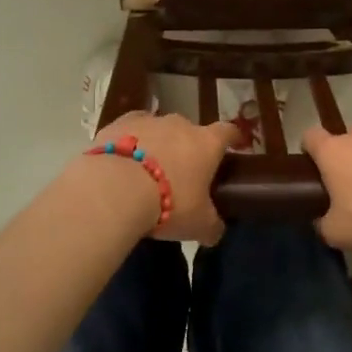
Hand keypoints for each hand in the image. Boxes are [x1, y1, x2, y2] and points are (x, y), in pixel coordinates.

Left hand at [92, 111, 241, 244]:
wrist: (115, 188)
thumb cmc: (168, 203)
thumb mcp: (198, 224)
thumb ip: (211, 226)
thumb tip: (215, 231)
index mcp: (206, 143)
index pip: (227, 132)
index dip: (233, 138)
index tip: (236, 143)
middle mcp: (180, 125)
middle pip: (190, 131)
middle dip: (187, 148)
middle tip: (182, 173)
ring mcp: (147, 120)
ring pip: (158, 130)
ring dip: (157, 145)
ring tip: (147, 171)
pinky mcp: (116, 124)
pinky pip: (128, 132)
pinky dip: (128, 143)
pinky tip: (122, 162)